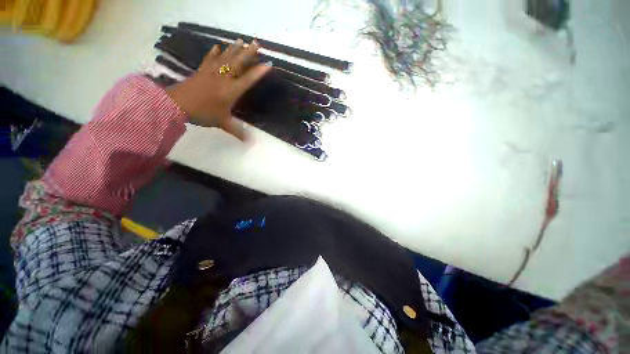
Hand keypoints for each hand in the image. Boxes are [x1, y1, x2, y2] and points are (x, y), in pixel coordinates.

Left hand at [166, 39, 270, 140]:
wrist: (176, 104)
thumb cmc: (203, 113)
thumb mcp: (223, 124)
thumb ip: (238, 132)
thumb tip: (251, 143)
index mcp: (231, 91)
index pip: (248, 80)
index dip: (258, 72)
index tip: (268, 64)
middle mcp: (224, 78)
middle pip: (238, 63)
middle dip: (248, 53)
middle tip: (256, 43)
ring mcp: (212, 73)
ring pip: (225, 58)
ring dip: (234, 49)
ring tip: (241, 40)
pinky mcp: (202, 71)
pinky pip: (210, 59)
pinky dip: (214, 52)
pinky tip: (218, 47)